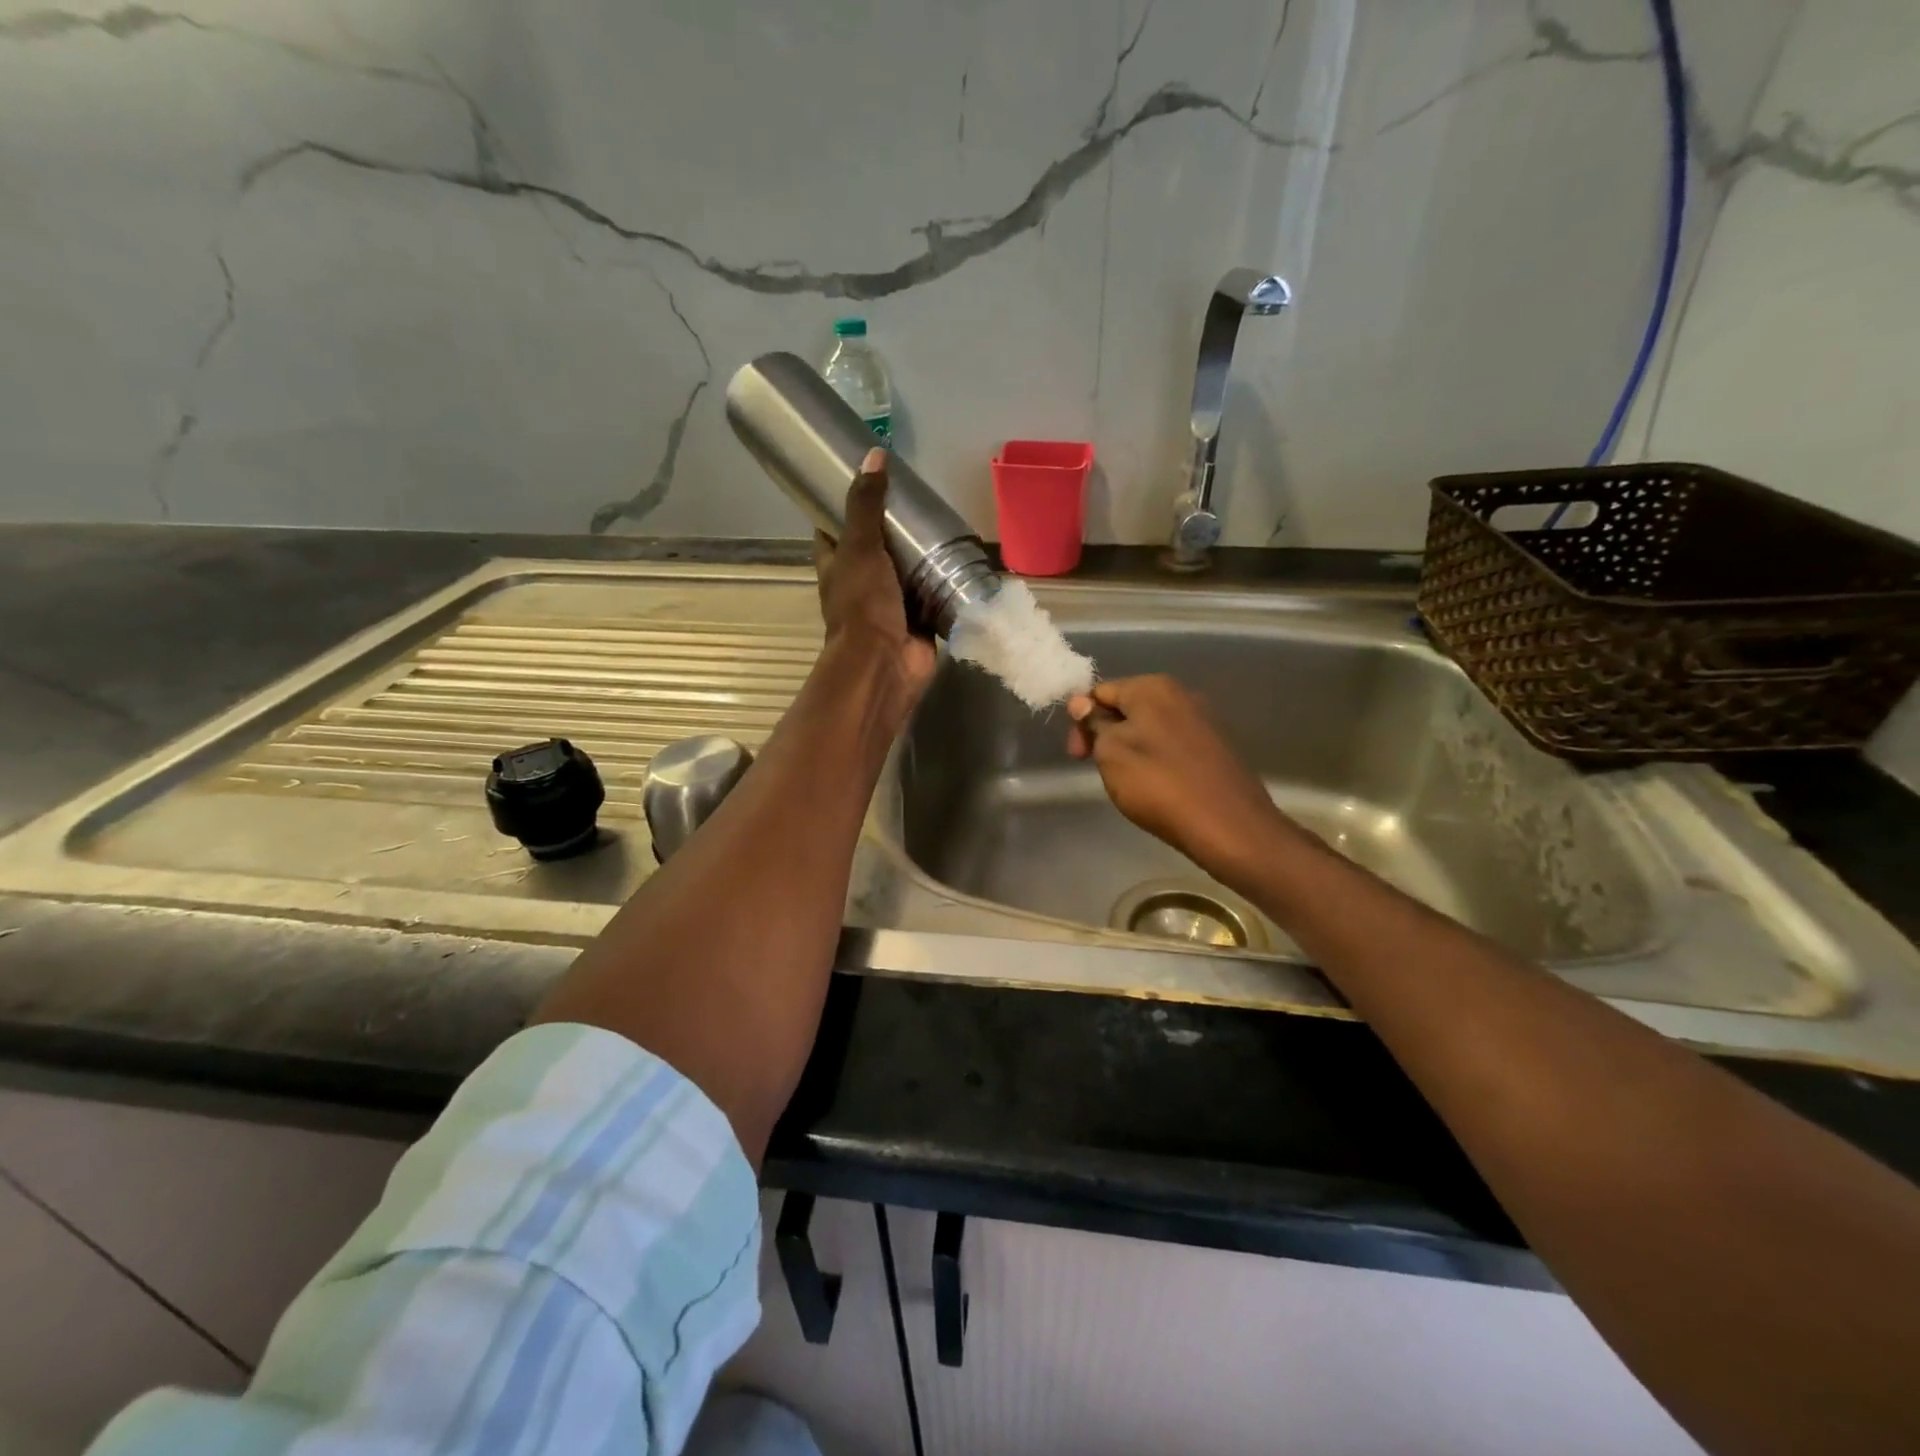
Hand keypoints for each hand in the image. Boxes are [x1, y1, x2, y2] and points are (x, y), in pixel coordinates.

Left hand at [815, 448, 937, 718]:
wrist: (884, 664)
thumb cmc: (863, 605)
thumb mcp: (860, 547)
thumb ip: (866, 504)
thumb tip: (874, 454)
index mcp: (838, 565)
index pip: (835, 528)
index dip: (846, 504)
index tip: (868, 480)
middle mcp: (862, 582)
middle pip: (877, 546)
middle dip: (895, 527)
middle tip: (918, 498)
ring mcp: (891, 603)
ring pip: (907, 570)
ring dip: (922, 554)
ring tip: (944, 521)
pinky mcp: (919, 619)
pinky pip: (933, 594)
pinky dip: (944, 581)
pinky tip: (962, 558)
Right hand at [1066, 675, 1294, 885]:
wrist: (1228, 825)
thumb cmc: (1159, 784)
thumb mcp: (1111, 753)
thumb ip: (1095, 724)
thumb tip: (1083, 702)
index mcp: (1153, 687)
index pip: (1100, 691)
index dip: (1081, 721)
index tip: (1078, 755)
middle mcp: (1182, 693)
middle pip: (1128, 706)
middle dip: (1106, 733)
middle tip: (1099, 769)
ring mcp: (1204, 719)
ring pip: (1151, 726)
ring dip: (1131, 747)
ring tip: (1127, 780)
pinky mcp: (1218, 746)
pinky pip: (1174, 744)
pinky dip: (1158, 758)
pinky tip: (1157, 785)